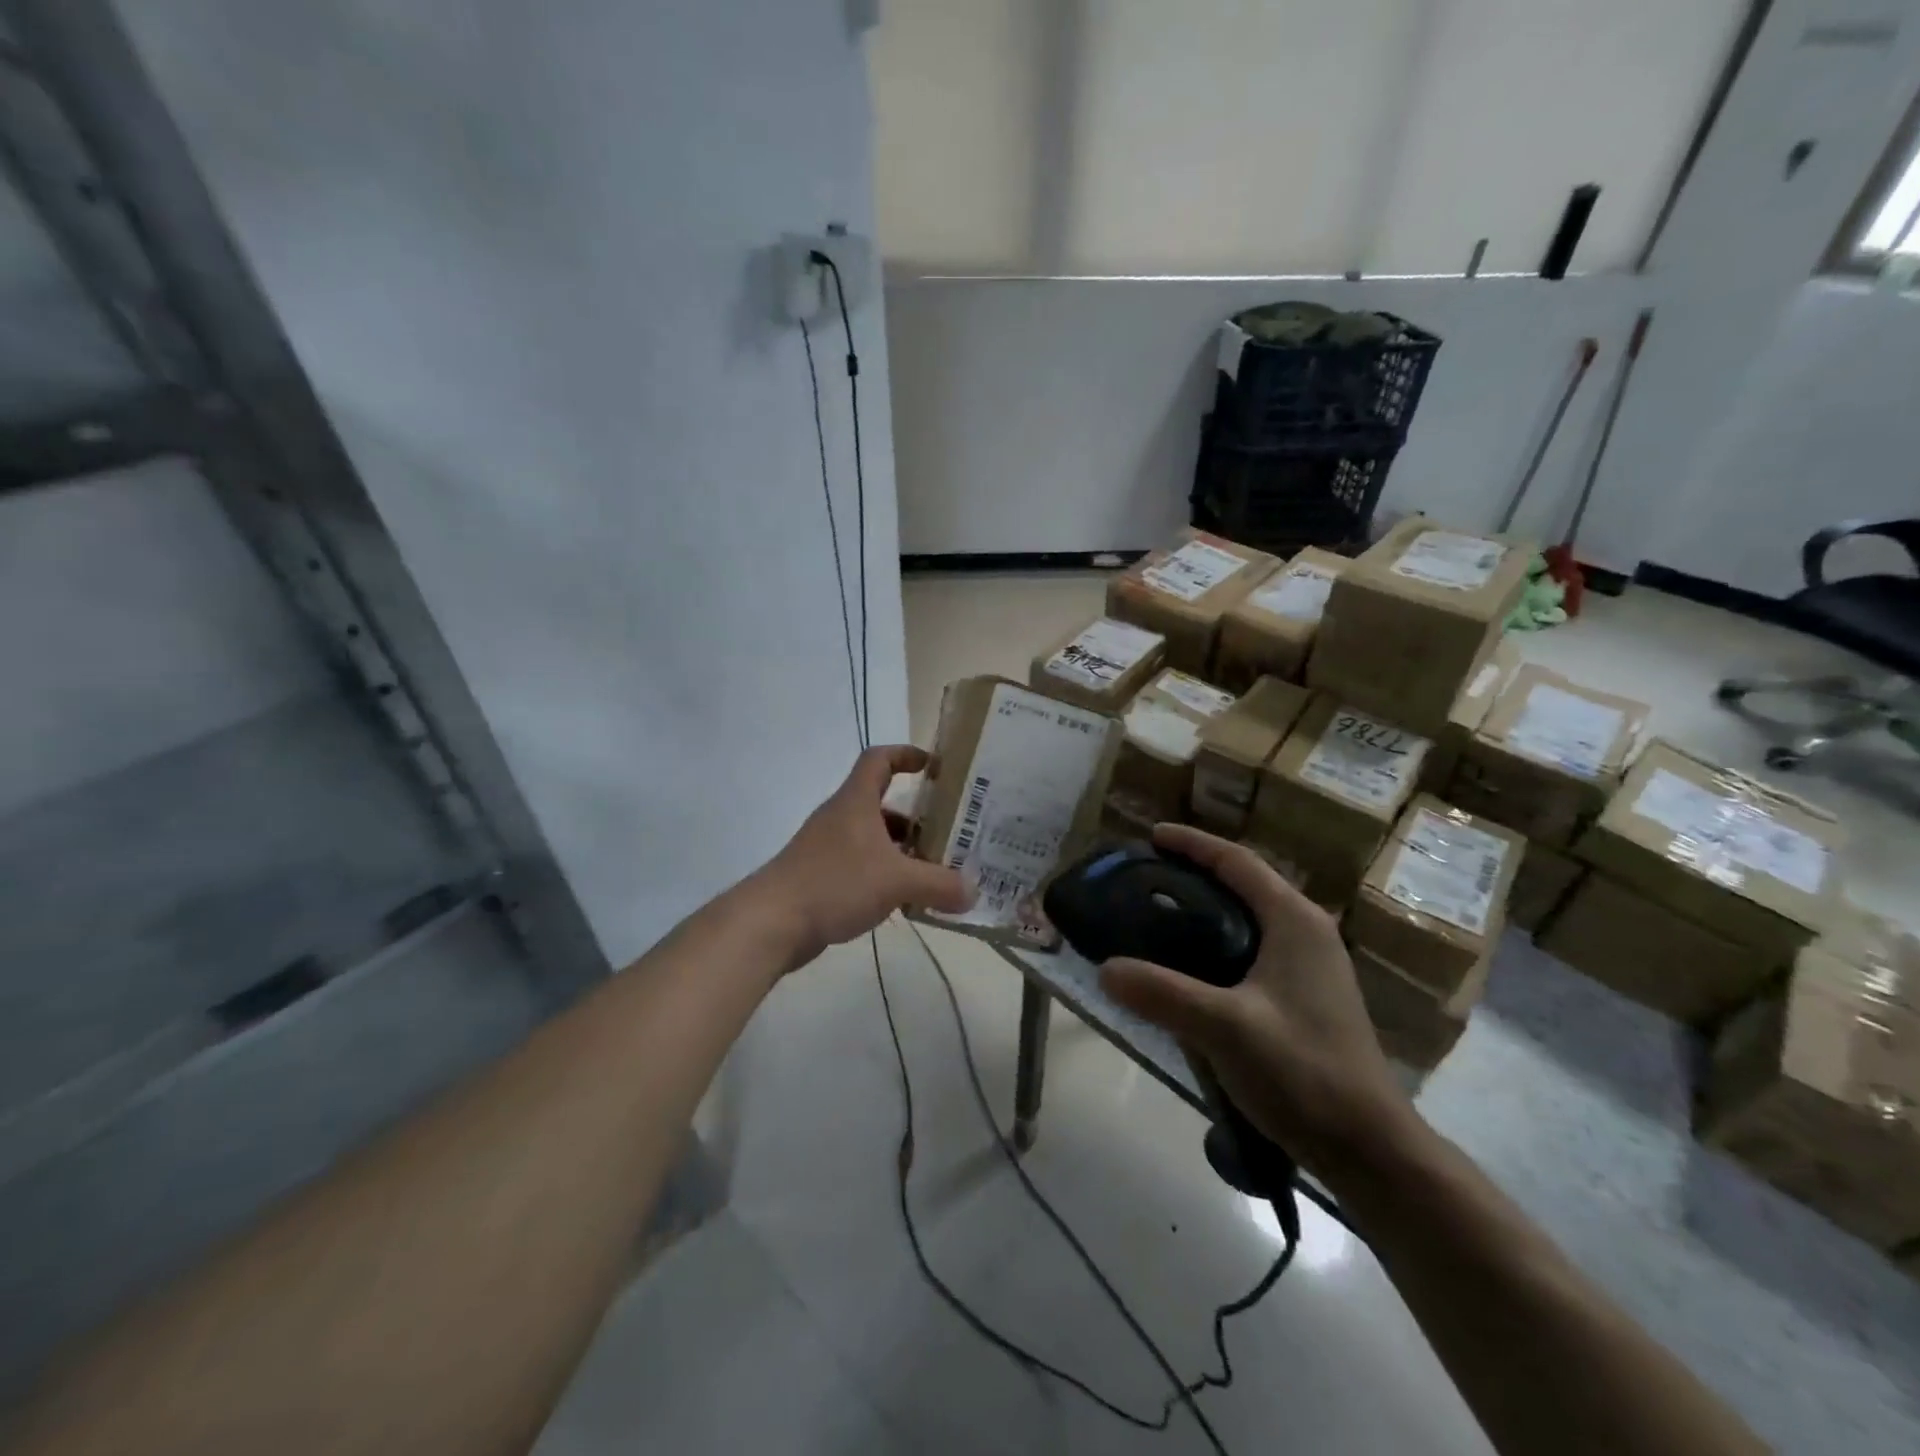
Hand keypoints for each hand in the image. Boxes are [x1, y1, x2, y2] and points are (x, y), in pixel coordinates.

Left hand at [757, 745, 973, 966]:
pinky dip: (884, 874)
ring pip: (873, 838)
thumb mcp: (896, 882)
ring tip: (933, 871)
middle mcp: (841, 817)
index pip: (879, 759)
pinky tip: (903, 900)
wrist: (771, 922)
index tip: (934, 766)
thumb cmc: (834, 883)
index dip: (906, 754)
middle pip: (881, 803)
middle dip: (916, 816)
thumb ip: (939, 884)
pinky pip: (861, 865)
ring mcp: (827, 847)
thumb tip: (974, 892)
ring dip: (901, 849)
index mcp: (855, 802)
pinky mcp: (821, 876)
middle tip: (948, 833)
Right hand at [1100, 824, 1415, 1178]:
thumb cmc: (1303, 1072)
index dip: (1193, 843)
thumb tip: (1106, 969)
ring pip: (1249, 918)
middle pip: (1244, 884)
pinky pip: (1254, 949)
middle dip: (1195, 873)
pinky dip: (1218, 942)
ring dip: (1206, 909)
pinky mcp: (1307, 996)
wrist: (1370, 1149)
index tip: (1151, 836)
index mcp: (1294, 921)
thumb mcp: (1224, 1028)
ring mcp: (1312, 966)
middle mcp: (1307, 932)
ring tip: (1159, 916)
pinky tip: (1190, 968)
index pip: (1236, 862)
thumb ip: (1162, 994)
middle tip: (1146, 877)